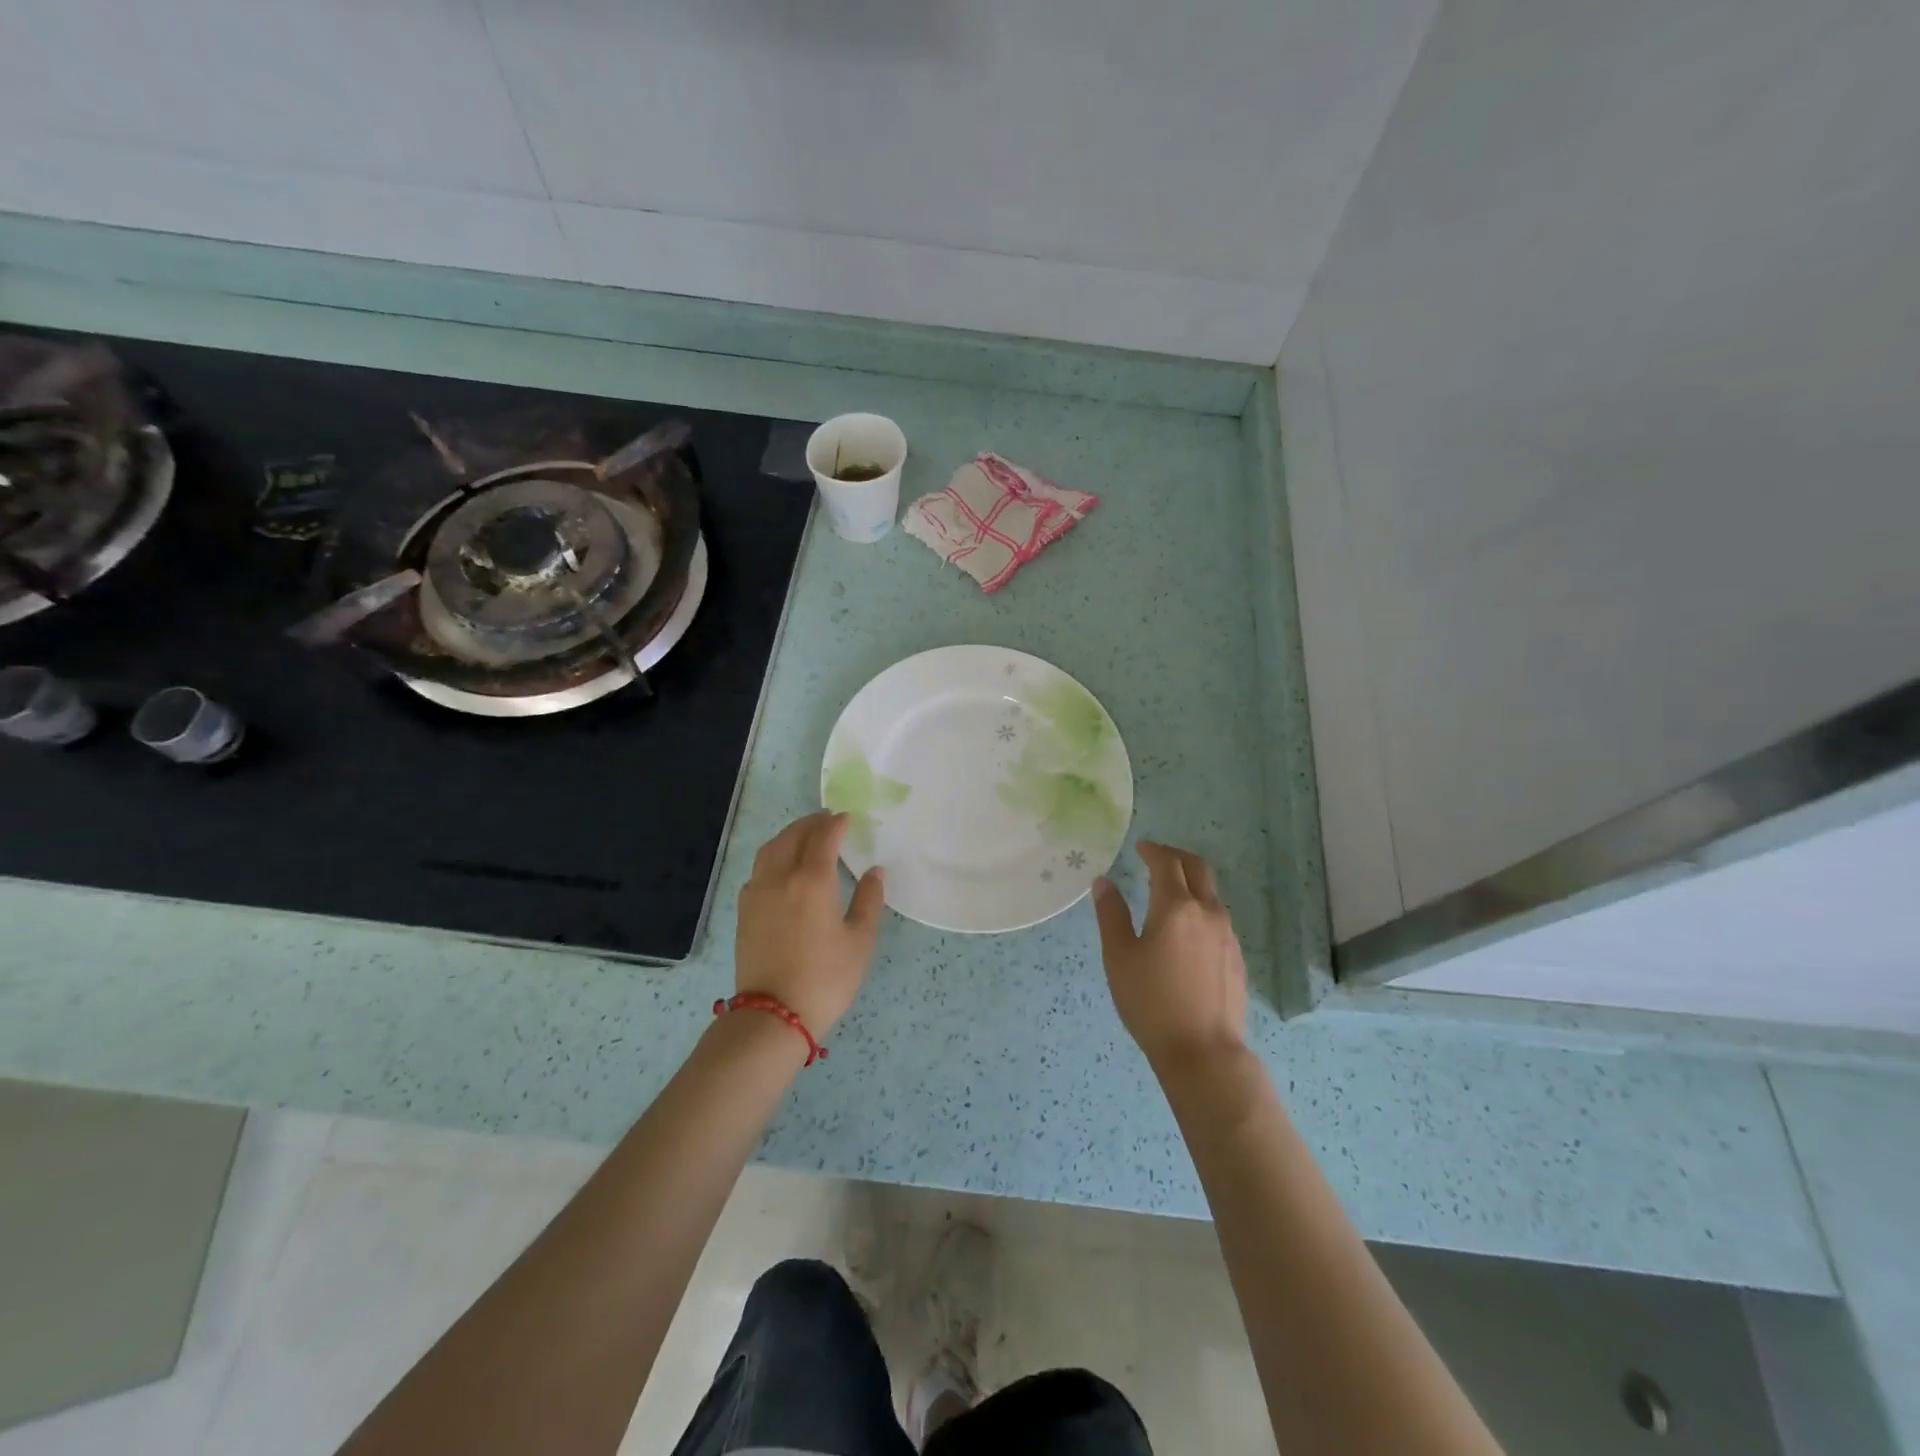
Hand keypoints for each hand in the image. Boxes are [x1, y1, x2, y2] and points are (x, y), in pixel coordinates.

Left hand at [735, 811, 885, 1035]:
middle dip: (811, 823)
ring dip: (789, 835)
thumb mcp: (860, 941)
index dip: (836, 823)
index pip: (823, 837)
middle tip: (828, 820)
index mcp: (812, 880)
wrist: (774, 1014)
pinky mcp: (744, 910)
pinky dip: (773, 856)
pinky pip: (759, 869)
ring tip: (805, 836)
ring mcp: (757, 892)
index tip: (848, 818)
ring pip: (771, 849)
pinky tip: (783, 868)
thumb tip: (874, 871)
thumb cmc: (826, 978)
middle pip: (793, 836)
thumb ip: (868, 900)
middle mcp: (780, 877)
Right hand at [1092, 841, 1247, 1070]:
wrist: (1202, 1051)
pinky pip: (1218, 917)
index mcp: (1175, 906)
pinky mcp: (1236, 956)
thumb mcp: (1119, 957)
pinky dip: (1200, 907)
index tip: (1140, 847)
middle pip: (1197, 868)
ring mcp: (1227, 934)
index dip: (1152, 850)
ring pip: (1211, 893)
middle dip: (1176, 857)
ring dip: (1191, 882)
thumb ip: (1111, 914)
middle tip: (1156, 858)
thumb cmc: (1151, 1001)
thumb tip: (1103, 882)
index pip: (1167, 862)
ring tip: (1168, 893)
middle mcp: (1207, 911)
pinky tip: (1186, 930)